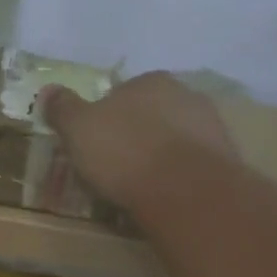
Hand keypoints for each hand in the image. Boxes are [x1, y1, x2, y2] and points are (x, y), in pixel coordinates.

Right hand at [39, 72, 238, 216]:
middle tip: (115, 164)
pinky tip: (164, 196)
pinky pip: (192, 166)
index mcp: (150, 81)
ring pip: (175, 139)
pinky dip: (178, 177)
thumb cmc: (124, 151)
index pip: (123, 92)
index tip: (95, 141)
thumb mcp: (78, 128)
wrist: (186, 191)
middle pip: (152, 114)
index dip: (106, 116)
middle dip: (136, 134)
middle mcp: (186, 95)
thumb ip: (63, 108)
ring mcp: (212, 128)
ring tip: (139, 186)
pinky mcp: (227, 162)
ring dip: (160, 156)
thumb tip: (49, 90)